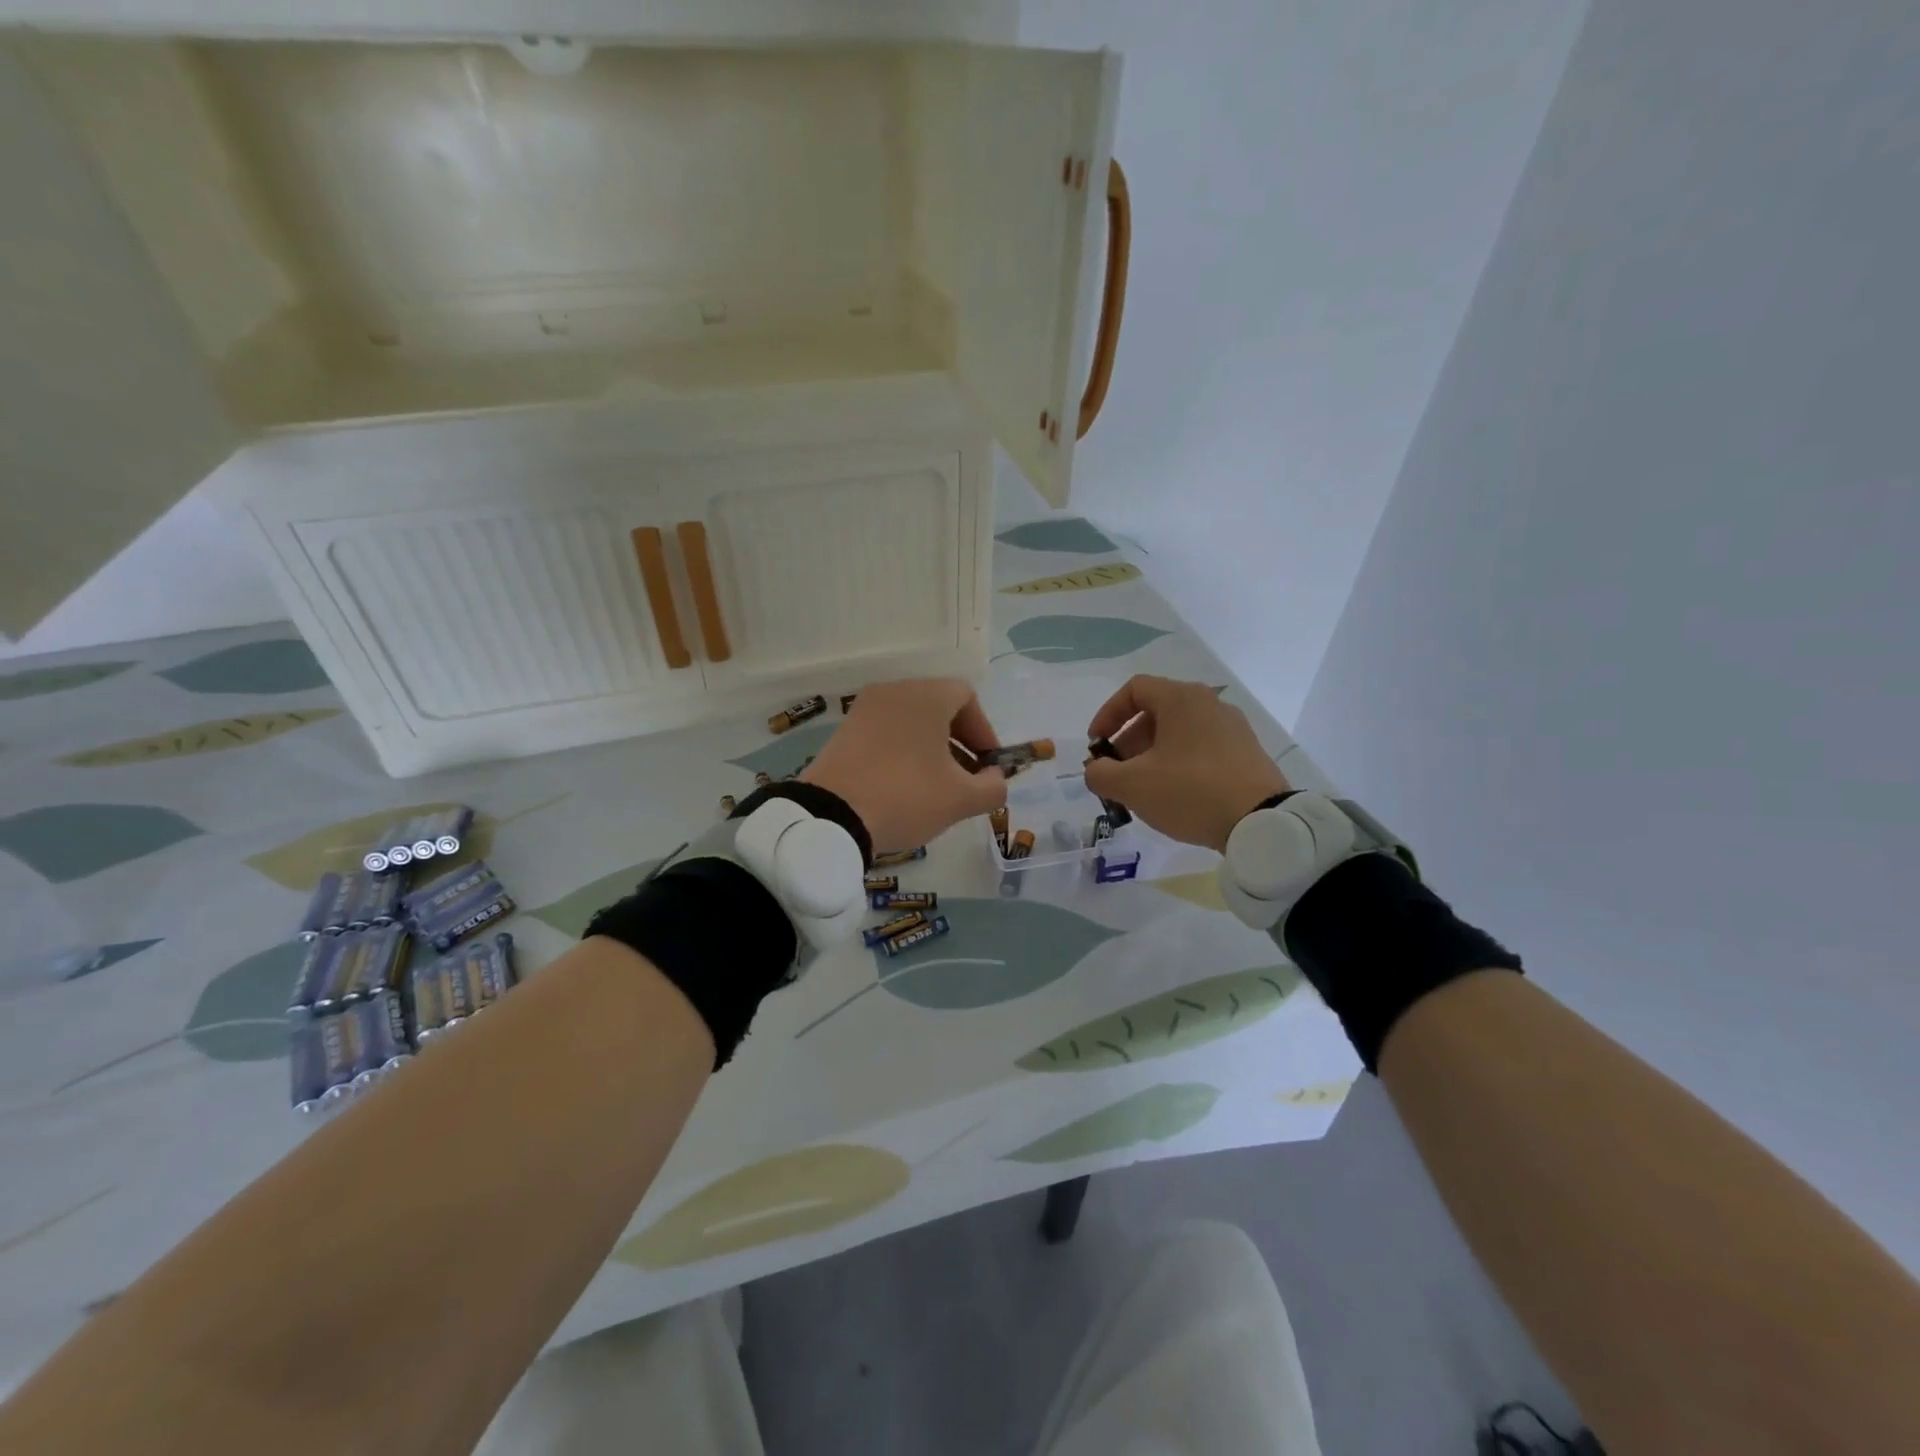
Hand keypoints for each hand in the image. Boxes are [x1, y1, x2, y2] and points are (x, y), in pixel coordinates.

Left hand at [802, 680, 1008, 852]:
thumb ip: (993, 787)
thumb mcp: (961, 799)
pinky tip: (903, 785)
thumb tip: (995, 779)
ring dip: (930, 747)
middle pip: (938, 706)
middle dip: (959, 741)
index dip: (984, 732)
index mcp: (926, 696)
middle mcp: (895, 691)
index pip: (967, 698)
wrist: (830, 816)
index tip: (987, 766)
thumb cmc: (906, 796)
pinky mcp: (844, 730)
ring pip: (911, 720)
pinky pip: (886, 731)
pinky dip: (902, 750)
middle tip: (966, 778)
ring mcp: (864, 708)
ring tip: (935, 786)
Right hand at [1085, 675, 1289, 851]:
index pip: (1134, 689)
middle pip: (1156, 712)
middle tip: (1116, 772)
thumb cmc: (1190, 791)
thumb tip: (1096, 770)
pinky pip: (1201, 748)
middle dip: (1127, 741)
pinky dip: (1179, 763)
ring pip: (1179, 732)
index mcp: (1181, 698)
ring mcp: (1232, 728)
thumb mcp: (1132, 785)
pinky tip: (1175, 795)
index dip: (1107, 715)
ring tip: (1142, 789)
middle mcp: (1209, 703)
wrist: (1262, 822)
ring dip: (1151, 755)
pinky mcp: (1247, 752)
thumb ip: (1101, 774)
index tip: (1097, 746)